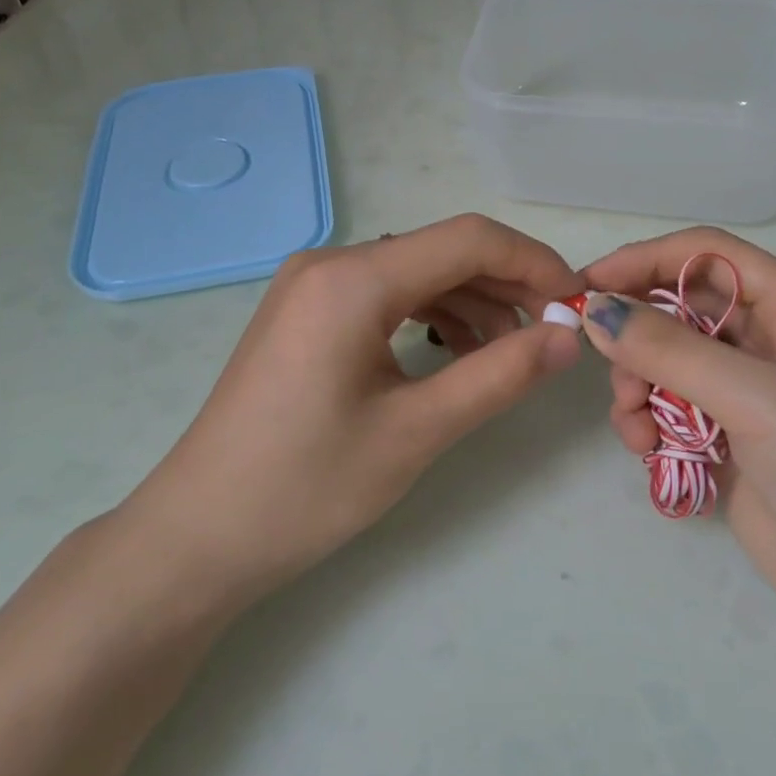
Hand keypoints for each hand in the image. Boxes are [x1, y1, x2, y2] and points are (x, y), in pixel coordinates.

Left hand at [122, 214, 585, 607]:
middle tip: (553, 332)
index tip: (577, 302)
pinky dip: (431, 315)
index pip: (467, 239)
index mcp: (353, 278)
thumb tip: (569, 338)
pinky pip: (386, 294)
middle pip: (442, 251)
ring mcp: (313, 285)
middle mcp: (331, 262)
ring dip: (471, 302)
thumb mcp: (416, 432)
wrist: (198, 536)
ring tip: (509, 354)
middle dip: (506, 285)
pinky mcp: (307, 311)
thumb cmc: (306, 488)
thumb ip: (499, 375)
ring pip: (416, 272)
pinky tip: (456, 354)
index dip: (532, 262)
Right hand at [581, 228, 775, 656]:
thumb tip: (595, 310)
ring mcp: (746, 394)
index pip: (705, 254)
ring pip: (666, 361)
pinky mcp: (729, 441)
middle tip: (611, 370)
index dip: (644, 260)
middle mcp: (766, 341)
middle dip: (637, 333)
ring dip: (637, 384)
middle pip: (678, 308)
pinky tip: (646, 451)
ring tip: (635, 424)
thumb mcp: (759, 398)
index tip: (587, 283)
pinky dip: (647, 422)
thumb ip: (671, 350)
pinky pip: (669, 409)